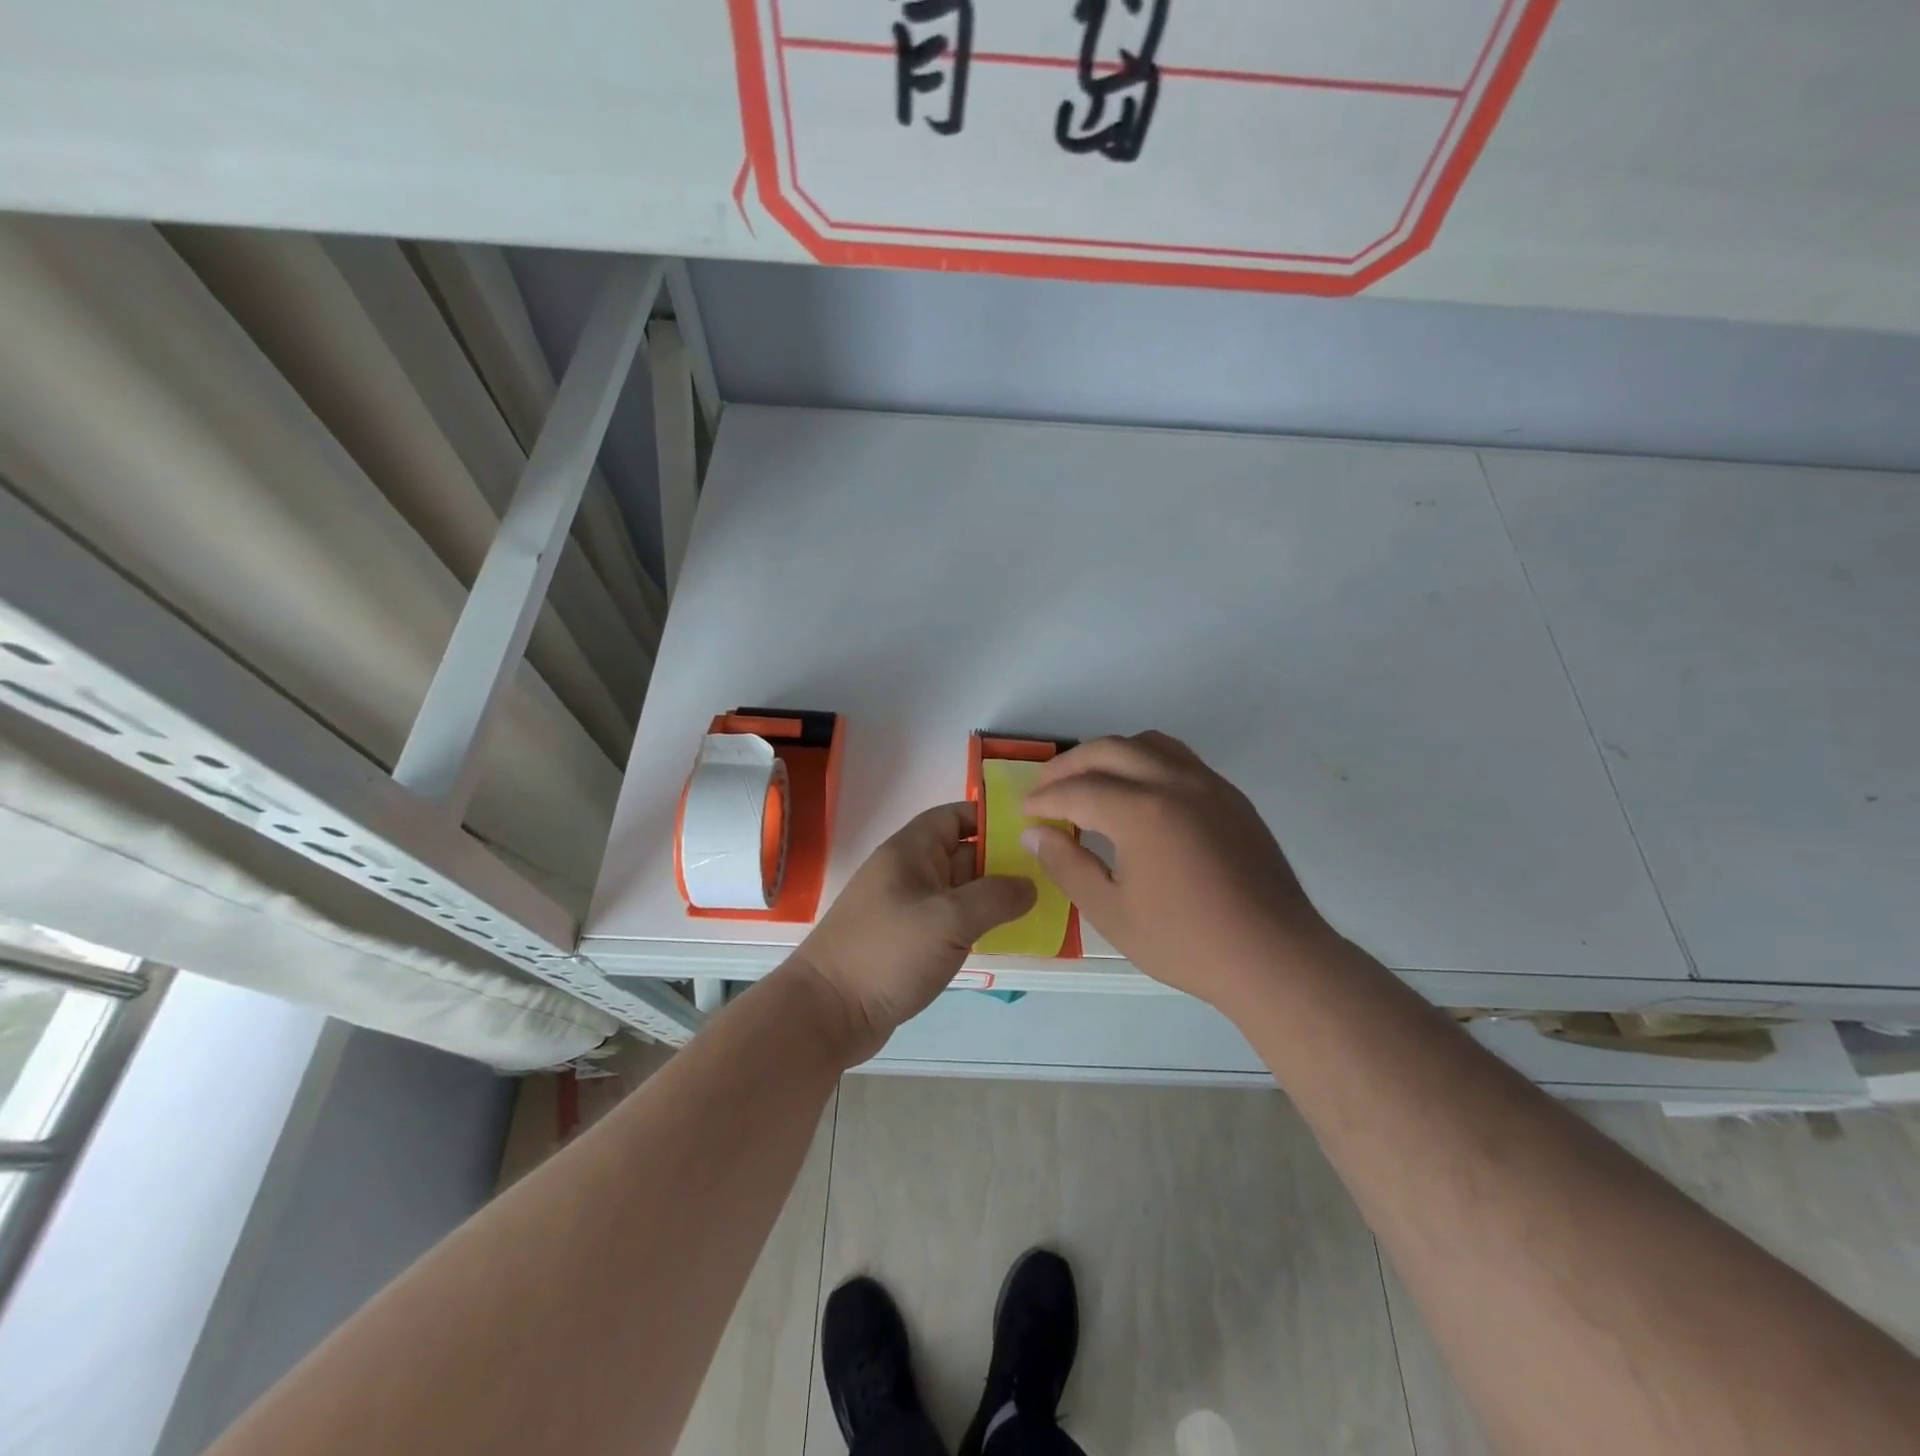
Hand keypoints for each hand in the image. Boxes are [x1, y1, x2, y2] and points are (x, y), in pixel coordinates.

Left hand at [792, 802, 1034, 1063]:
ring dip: (993, 897)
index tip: (1032, 831)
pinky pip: (950, 922)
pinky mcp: (907, 942)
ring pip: (958, 891)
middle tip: (1050, 872)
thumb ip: (995, 897)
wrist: (827, 1013)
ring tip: (1039, 904)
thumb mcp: (949, 919)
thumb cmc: (887, 952)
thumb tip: (1030, 885)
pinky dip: (976, 925)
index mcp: (910, 851)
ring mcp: (907, 909)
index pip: (954, 816)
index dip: (990, 818)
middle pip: (962, 853)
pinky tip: (1007, 937)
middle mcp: (908, 873)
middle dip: (1002, 860)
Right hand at [1021, 732, 1336, 1010]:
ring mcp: (1207, 784)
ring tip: (1089, 781)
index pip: (1077, 790)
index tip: (1025, 812)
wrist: (1274, 956)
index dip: (1044, 799)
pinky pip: (1178, 758)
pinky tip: (1139, 793)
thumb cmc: (1186, 942)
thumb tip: (1034, 834)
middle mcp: (1173, 782)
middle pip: (1108, 750)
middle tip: (1045, 790)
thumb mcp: (1112, 913)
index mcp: (1141, 811)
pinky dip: (1145, 761)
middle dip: (1068, 766)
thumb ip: (1067, 866)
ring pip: (1146, 743)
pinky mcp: (1230, 795)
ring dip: (1109, 754)